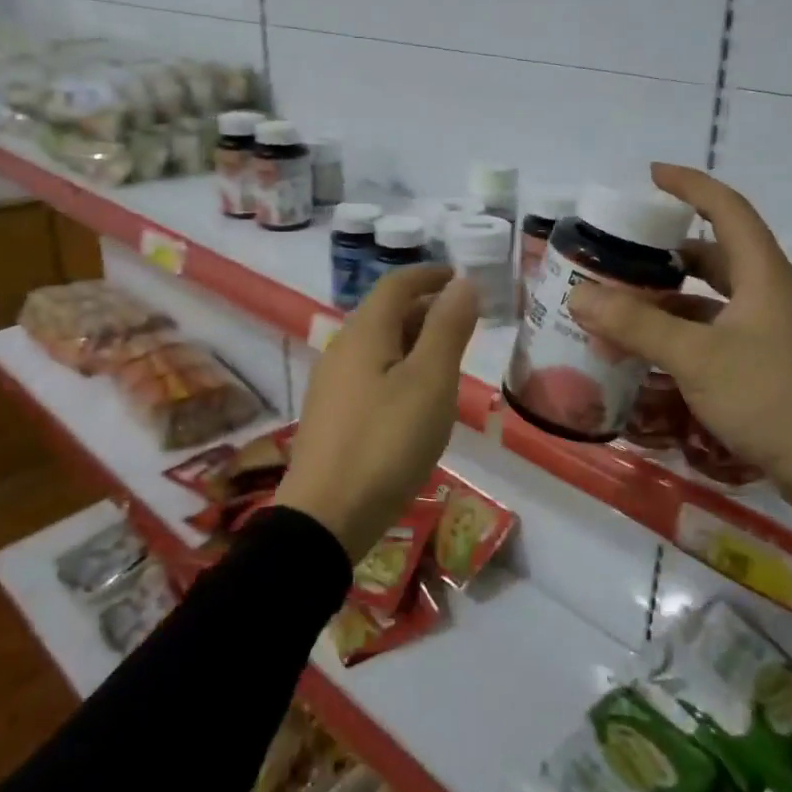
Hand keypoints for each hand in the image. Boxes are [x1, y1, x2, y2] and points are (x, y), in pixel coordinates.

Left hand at [275, 266, 479, 560]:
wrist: (327, 516)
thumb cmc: (387, 442)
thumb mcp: (430, 381)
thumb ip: (447, 328)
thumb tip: (462, 283)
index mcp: (365, 332)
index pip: (397, 284)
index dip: (429, 274)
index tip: (460, 277)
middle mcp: (342, 348)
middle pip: (385, 312)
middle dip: (425, 308)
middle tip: (464, 322)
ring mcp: (332, 383)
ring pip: (378, 345)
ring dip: (413, 340)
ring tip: (447, 359)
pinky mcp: (331, 415)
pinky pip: (370, 373)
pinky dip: (398, 368)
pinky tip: (415, 398)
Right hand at [567, 164, 791, 531]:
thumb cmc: (771, 397)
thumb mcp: (697, 357)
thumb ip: (637, 325)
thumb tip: (579, 295)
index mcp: (762, 275)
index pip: (727, 209)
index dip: (690, 185)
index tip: (651, 175)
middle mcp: (768, 294)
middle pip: (716, 253)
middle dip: (670, 248)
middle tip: (625, 252)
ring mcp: (770, 331)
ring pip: (713, 297)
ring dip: (672, 296)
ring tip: (625, 302)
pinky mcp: (766, 364)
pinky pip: (715, 331)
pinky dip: (683, 331)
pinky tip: (653, 349)